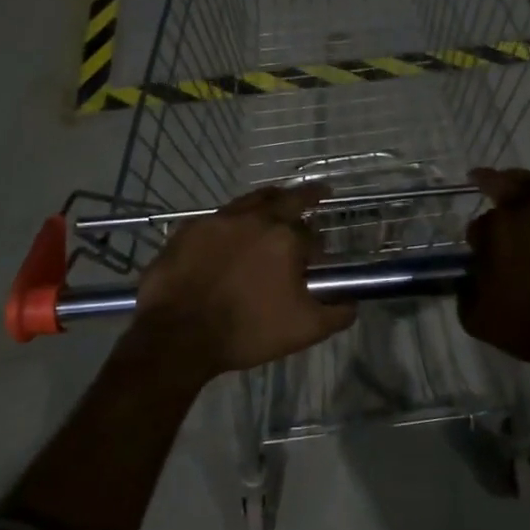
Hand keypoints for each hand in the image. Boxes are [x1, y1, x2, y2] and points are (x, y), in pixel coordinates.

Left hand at [133, 184, 354, 376]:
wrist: (177, 336)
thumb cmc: (246, 331)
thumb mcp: (304, 329)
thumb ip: (337, 313)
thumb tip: (352, 301)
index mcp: (284, 238)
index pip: (311, 233)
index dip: (317, 246)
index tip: (316, 259)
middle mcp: (253, 218)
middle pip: (285, 198)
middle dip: (305, 196)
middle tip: (317, 193)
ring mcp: (216, 221)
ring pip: (249, 201)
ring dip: (267, 201)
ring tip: (275, 204)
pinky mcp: (187, 230)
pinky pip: (217, 218)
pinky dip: (231, 222)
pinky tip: (228, 234)